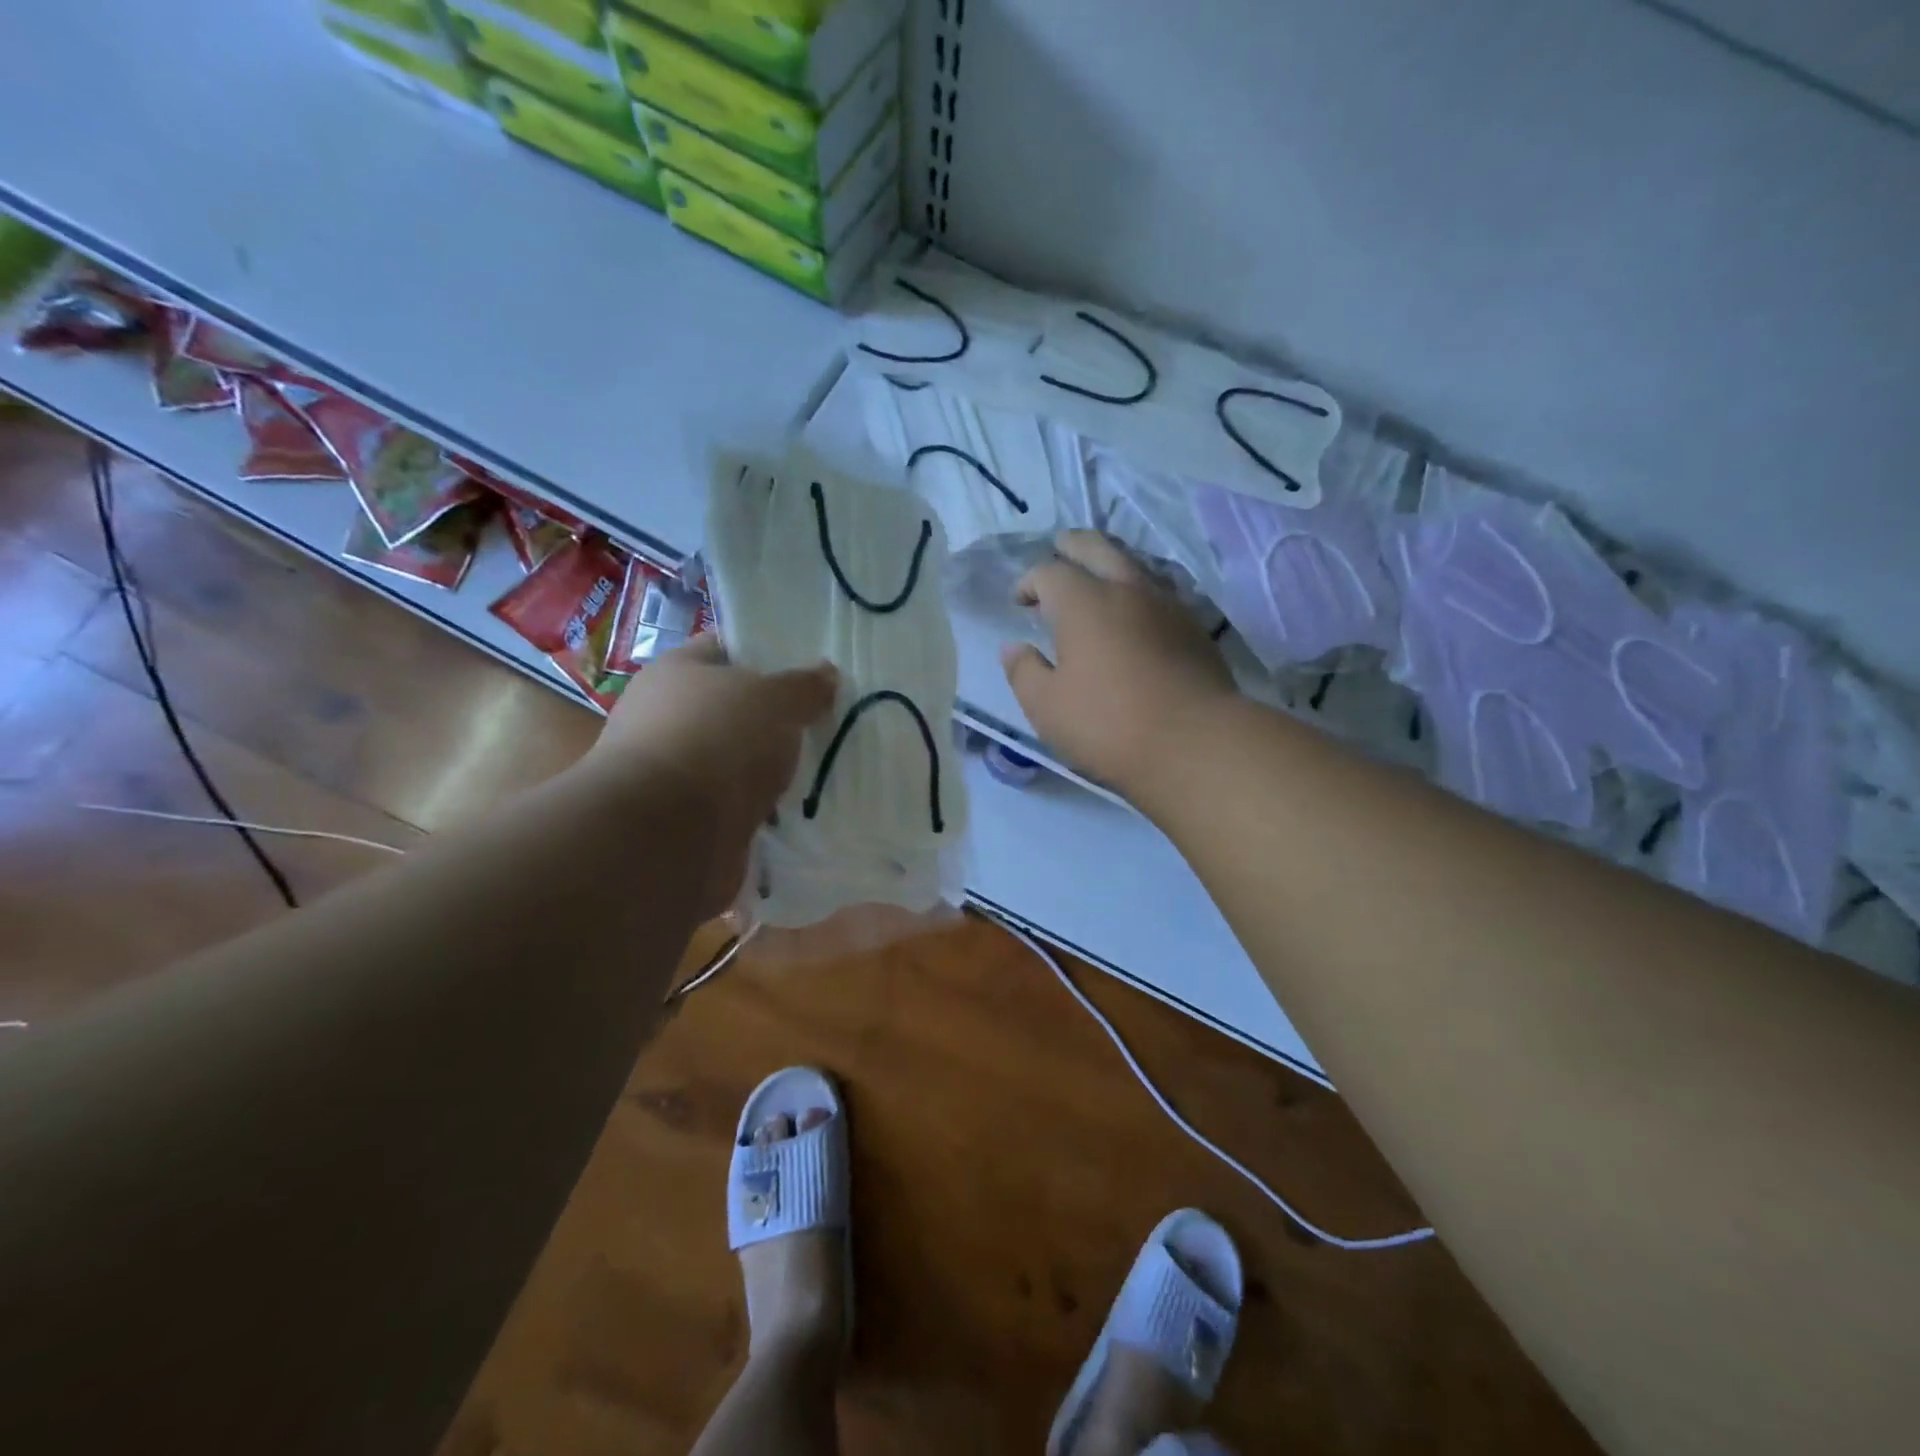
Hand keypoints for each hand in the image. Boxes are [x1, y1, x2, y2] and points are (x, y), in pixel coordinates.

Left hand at [591, 634, 836, 913]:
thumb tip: (827, 674)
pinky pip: (739, 806)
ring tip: (824, 770)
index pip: (725, 650)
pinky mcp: (688, 820)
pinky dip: (765, 810)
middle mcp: (667, 718)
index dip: (767, 654)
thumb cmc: (717, 741)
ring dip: (771, 769)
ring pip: (738, 761)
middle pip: (734, 709)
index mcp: (676, 672)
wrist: (667, 835)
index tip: (811, 669)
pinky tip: (800, 811)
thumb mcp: (774, 699)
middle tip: (826, 721)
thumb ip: (804, 686)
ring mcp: (675, 772)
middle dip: (777, 719)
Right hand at [1002, 531, 1235, 795]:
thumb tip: (1014, 648)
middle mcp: (1127, 590)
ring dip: (1110, 564)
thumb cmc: (1108, 724)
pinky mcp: (1194, 628)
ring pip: (1135, 566)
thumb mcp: (1047, 707)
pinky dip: (1138, 593)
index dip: (1029, 582)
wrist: (1195, 743)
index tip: (1020, 601)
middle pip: (1097, 548)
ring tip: (1098, 580)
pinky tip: (1135, 616)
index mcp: (1083, 603)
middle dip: (1073, 545)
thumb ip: (1023, 672)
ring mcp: (1167, 605)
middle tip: (1059, 549)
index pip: (1049, 573)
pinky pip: (1160, 594)